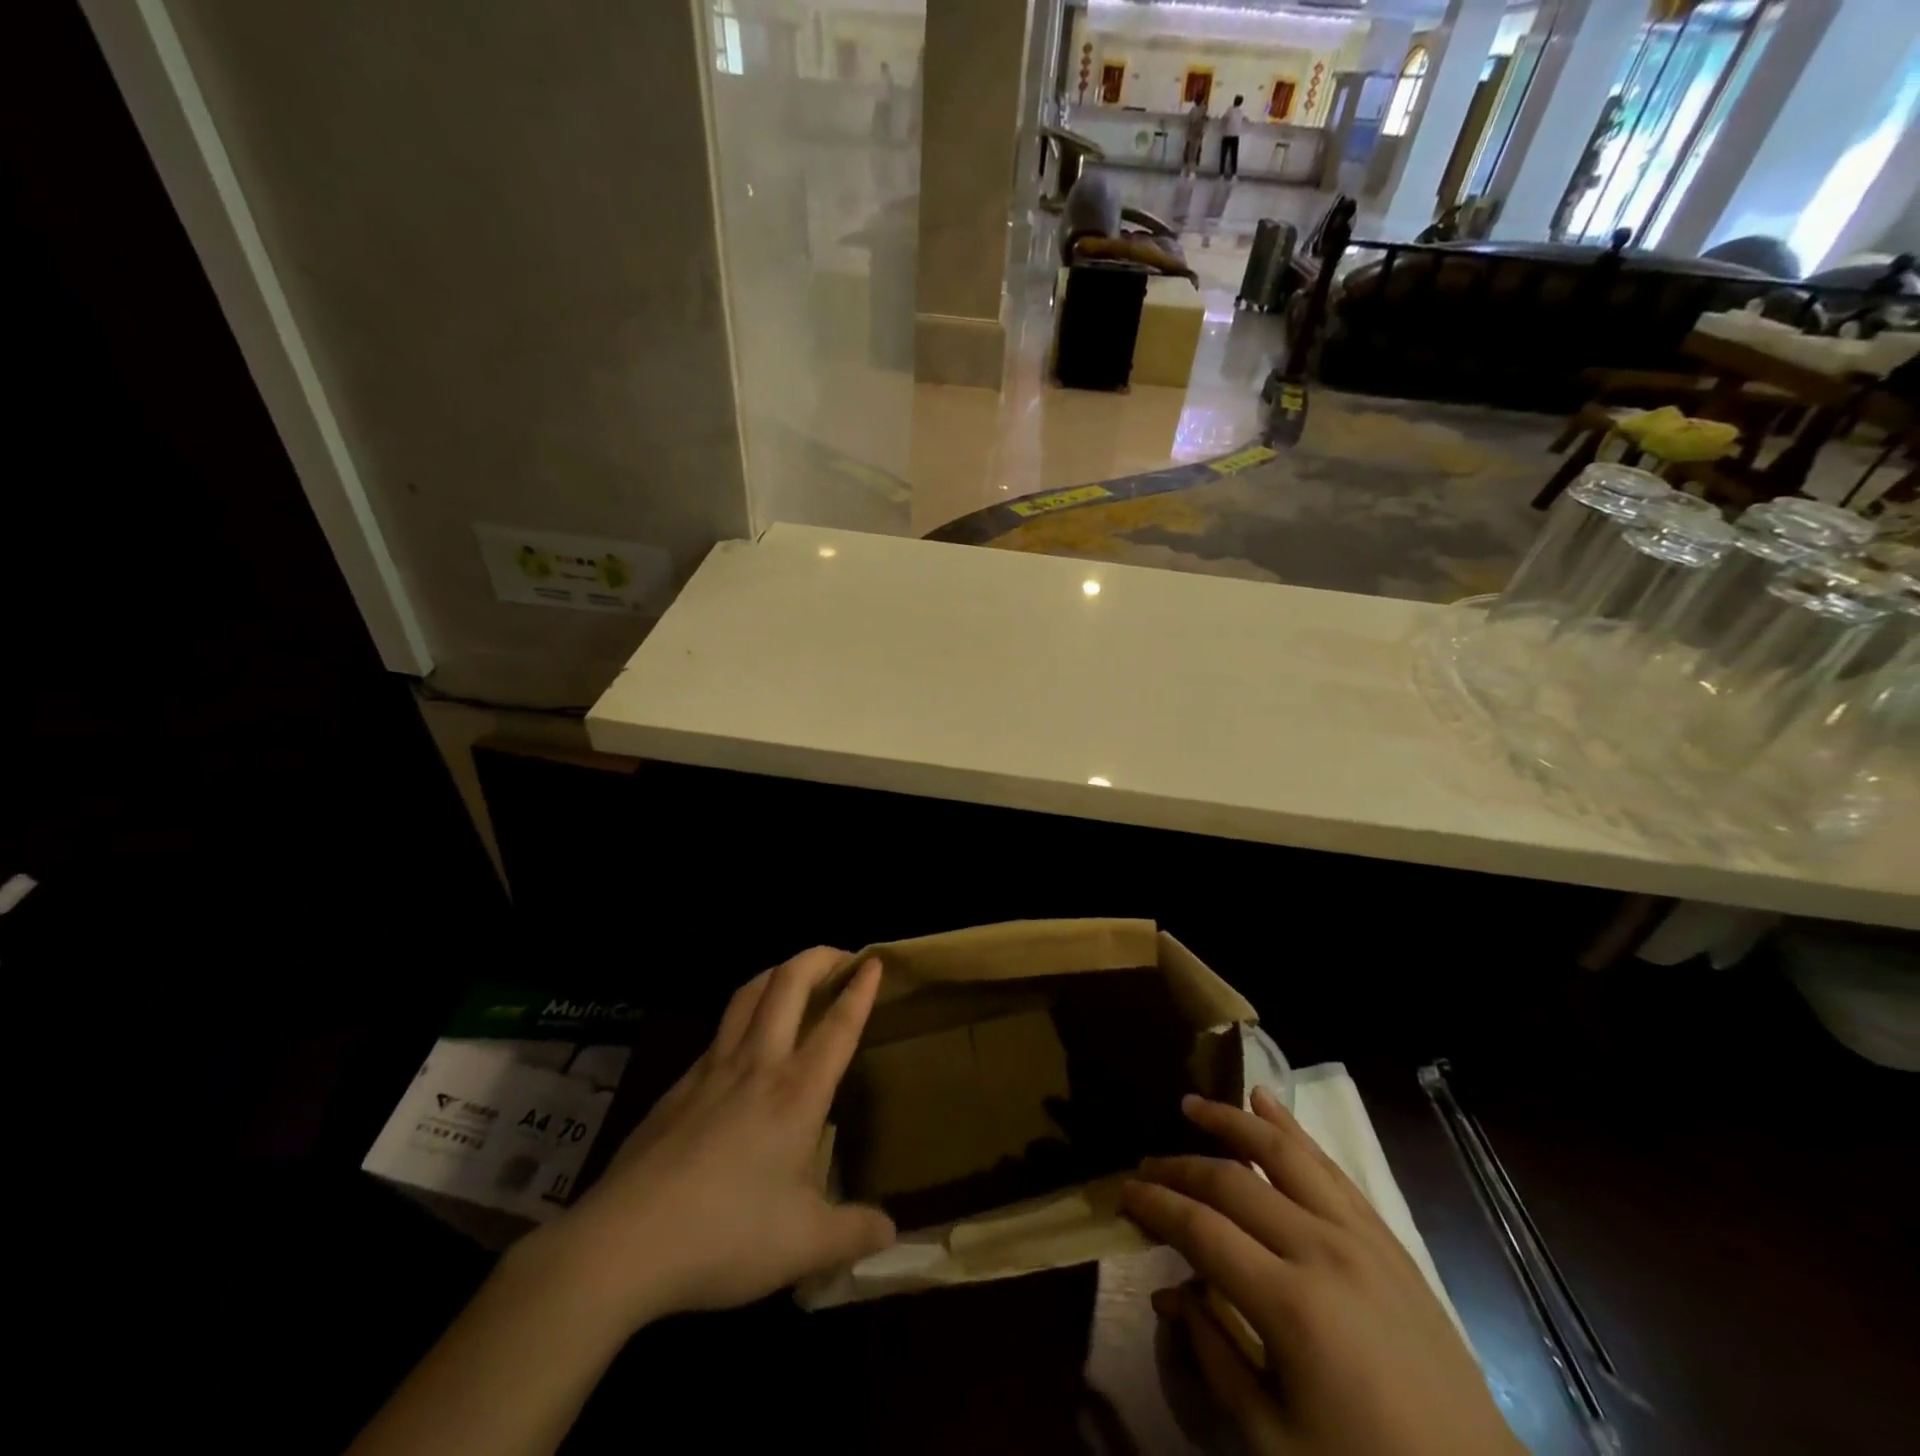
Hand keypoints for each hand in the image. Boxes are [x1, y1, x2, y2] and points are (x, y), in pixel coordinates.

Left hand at [540, 948, 895, 1331]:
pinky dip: (742, 1014)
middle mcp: (757, 1064)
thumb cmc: (726, 1235)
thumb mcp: (804, 1245)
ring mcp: (712, 1069)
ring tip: (793, 975)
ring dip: (777, 972)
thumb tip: (890, 1232)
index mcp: (797, 1092)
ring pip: (747, 994)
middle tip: (839, 956)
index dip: (860, 989)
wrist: (624, 1243)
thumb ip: (853, 1232)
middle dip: (818, 957)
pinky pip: (719, 1031)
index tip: (874, 961)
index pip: (838, 1025)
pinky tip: (743, 1040)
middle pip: (788, 983)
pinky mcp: (678, 1086)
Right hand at [1124, 1090, 1522, 1455]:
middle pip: (1234, 1183)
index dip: (1156, 1205)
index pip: (1201, 1229)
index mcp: (1290, 1305)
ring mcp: (1360, 1236)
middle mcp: (1321, 1251)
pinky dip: (1292, 1129)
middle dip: (1181, 1167)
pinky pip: (1329, 1167)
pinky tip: (1267, 1103)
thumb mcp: (1275, 1438)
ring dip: (1233, 1122)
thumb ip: (1215, 1356)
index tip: (1124, 1192)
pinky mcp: (1386, 1237)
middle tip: (1147, 1163)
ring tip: (1195, 1105)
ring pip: (1283, 1153)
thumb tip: (1167, 1295)